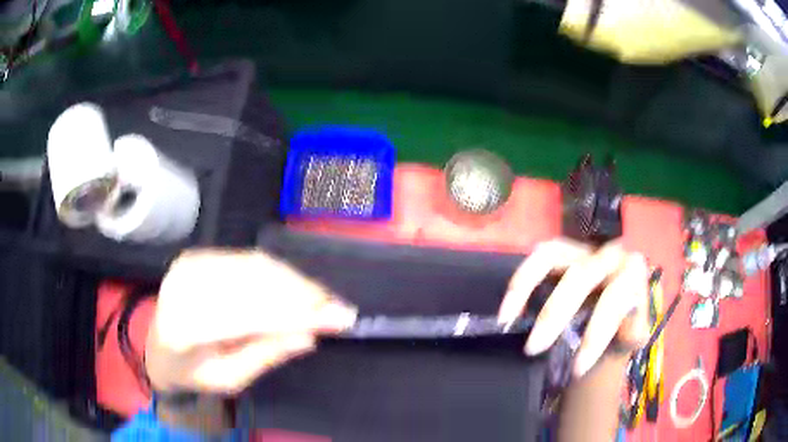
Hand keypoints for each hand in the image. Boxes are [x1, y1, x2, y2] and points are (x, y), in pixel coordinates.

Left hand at [145, 249, 356, 394]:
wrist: (158, 347)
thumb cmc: (193, 372)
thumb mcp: (229, 379)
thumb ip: (265, 356)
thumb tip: (308, 336)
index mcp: (182, 328)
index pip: (246, 317)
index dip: (295, 316)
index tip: (338, 319)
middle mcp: (183, 286)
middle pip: (252, 285)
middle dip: (302, 296)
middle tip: (339, 308)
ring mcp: (190, 264)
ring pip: (254, 267)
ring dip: (295, 282)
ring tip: (324, 299)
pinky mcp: (199, 255)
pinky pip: (247, 259)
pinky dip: (279, 272)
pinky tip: (298, 285)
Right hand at [498, 239, 649, 376]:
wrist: (610, 313)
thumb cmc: (621, 325)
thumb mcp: (632, 334)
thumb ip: (634, 332)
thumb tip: (630, 331)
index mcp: (632, 271)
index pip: (615, 296)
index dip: (597, 332)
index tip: (577, 368)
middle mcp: (608, 252)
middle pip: (581, 276)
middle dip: (555, 313)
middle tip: (533, 348)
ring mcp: (582, 247)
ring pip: (552, 257)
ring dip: (527, 290)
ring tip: (509, 322)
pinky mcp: (560, 249)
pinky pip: (536, 257)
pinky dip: (519, 281)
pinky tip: (508, 309)